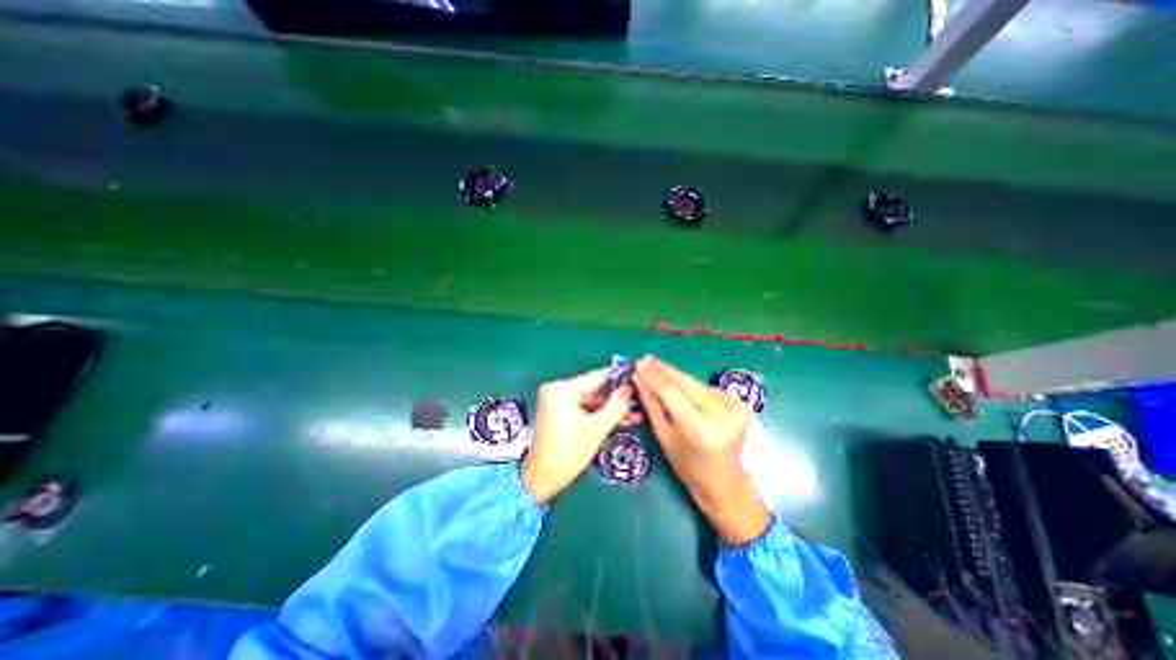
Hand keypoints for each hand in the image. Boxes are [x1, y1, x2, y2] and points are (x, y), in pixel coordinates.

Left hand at [517, 367, 637, 504]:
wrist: (542, 478)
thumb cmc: (567, 454)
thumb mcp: (596, 430)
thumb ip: (616, 406)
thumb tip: (629, 388)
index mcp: (561, 390)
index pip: (596, 377)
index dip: (619, 380)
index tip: (638, 383)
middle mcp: (557, 389)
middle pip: (595, 388)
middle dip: (617, 398)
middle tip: (639, 404)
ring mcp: (558, 399)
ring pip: (593, 399)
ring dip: (611, 408)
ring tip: (635, 415)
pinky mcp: (561, 409)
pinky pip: (586, 407)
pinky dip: (600, 413)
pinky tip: (620, 419)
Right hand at [633, 358, 772, 542]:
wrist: (724, 480)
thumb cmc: (687, 465)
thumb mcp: (664, 436)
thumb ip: (651, 404)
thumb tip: (638, 378)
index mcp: (700, 430)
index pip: (671, 393)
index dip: (653, 376)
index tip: (638, 364)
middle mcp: (722, 416)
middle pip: (686, 382)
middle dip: (663, 369)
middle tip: (645, 359)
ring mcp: (735, 408)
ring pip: (696, 383)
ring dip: (675, 375)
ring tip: (656, 367)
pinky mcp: (741, 404)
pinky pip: (707, 388)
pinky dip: (691, 385)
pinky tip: (678, 383)